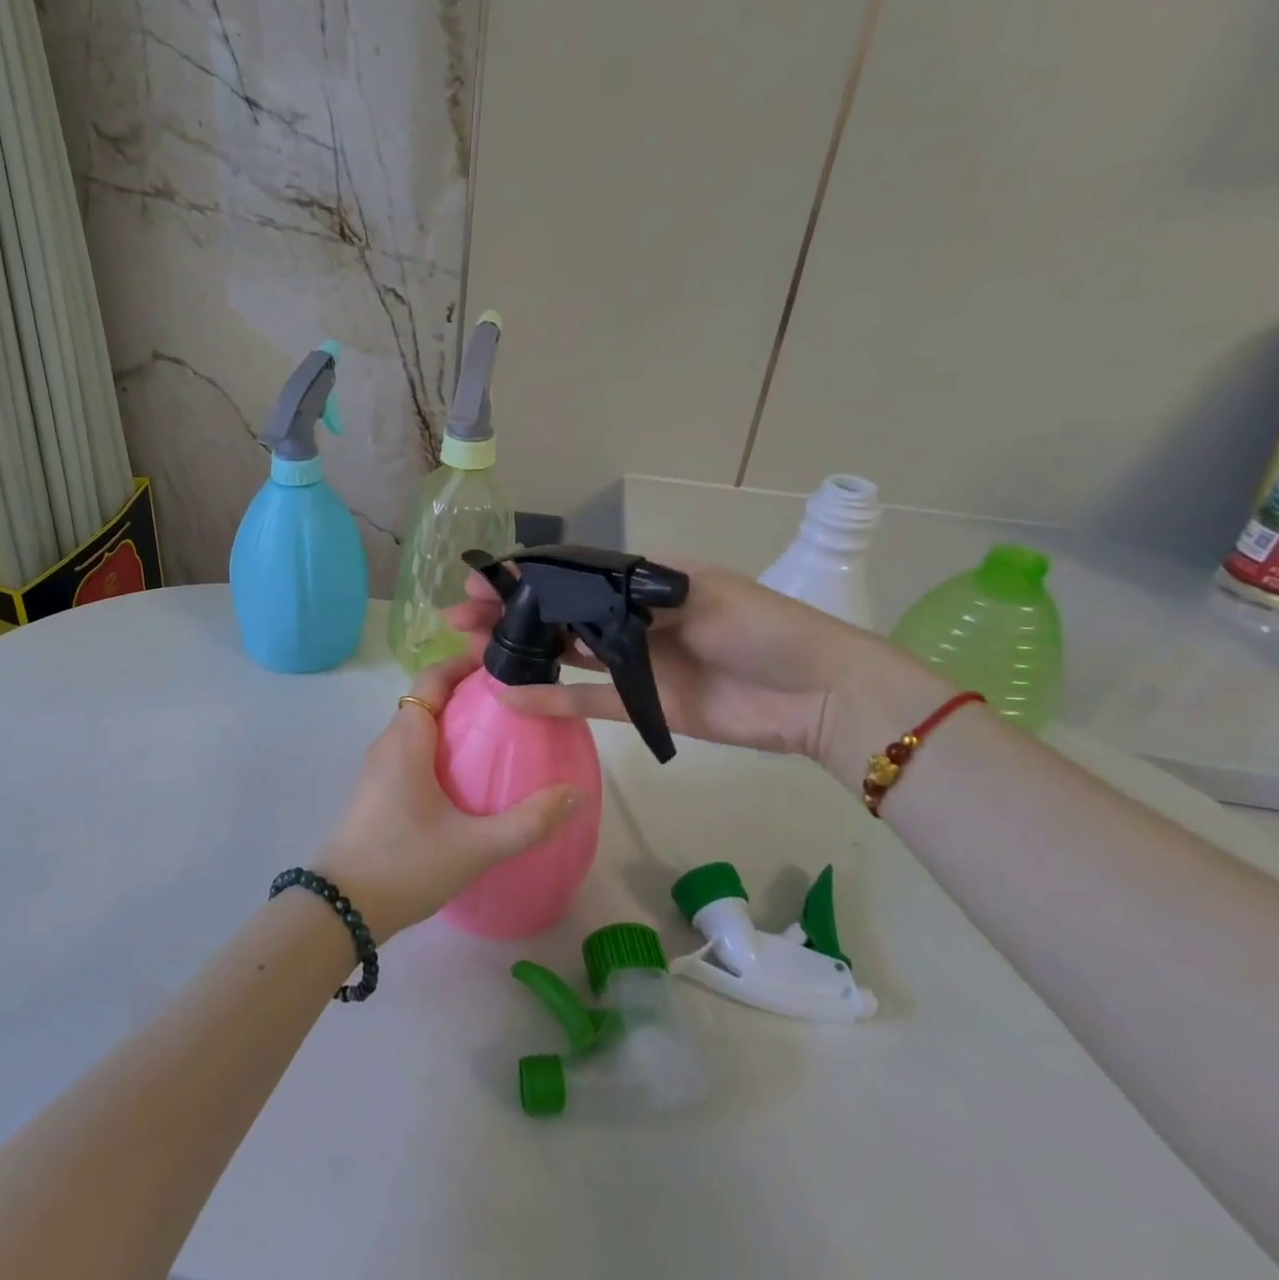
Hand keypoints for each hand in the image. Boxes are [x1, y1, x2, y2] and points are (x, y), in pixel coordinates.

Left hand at [313, 654, 579, 939]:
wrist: (341, 910)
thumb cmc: (405, 865)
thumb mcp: (474, 847)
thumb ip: (528, 822)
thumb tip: (574, 794)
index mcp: (406, 738)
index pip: (432, 678)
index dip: (463, 663)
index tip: (502, 664)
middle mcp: (388, 743)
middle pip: (428, 699)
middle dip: (467, 693)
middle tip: (514, 703)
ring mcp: (378, 769)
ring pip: (419, 728)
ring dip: (453, 723)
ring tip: (499, 737)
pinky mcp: (377, 792)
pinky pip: (412, 753)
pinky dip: (440, 750)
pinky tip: (468, 779)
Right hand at [446, 562, 938, 777]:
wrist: (817, 693)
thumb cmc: (762, 629)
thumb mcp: (702, 592)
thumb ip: (633, 593)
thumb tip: (570, 590)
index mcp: (641, 582)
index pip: (568, 575)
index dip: (523, 578)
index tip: (482, 582)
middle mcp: (627, 618)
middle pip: (556, 613)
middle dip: (508, 613)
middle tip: (461, 619)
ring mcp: (631, 663)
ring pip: (562, 654)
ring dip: (520, 651)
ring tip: (474, 651)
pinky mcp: (640, 704)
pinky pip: (586, 701)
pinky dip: (551, 700)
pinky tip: (511, 696)